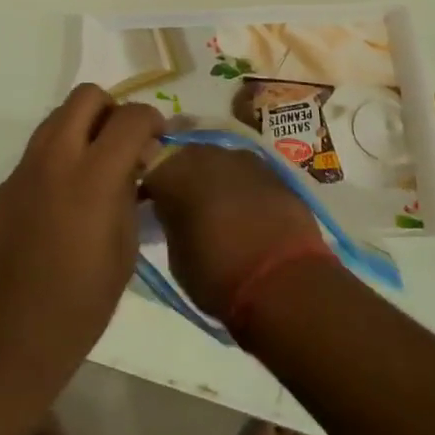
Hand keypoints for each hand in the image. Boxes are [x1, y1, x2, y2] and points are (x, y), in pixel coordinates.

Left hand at [0, 85, 164, 391]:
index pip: (130, 117)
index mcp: (92, 175)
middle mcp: (55, 157)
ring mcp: (25, 168)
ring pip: (58, 115)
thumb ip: (129, 193)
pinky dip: (60, 153)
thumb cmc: (81, 304)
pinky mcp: (6, 184)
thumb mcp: (125, 249)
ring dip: (84, 126)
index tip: (157, 140)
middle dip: (112, 110)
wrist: (10, 338)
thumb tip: (133, 164)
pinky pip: (39, 148)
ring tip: (97, 167)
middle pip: (86, 96)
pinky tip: (67, 197)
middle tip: (124, 144)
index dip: (150, 120)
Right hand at [143, 145, 326, 321]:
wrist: (284, 281)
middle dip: (182, 176)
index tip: (151, 206)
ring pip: (217, 160)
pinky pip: (245, 171)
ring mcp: (241, 157)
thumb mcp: (177, 257)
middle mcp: (205, 154)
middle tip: (184, 205)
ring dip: (213, 177)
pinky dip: (240, 185)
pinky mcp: (272, 169)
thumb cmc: (219, 275)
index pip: (150, 170)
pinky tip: (245, 208)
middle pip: (184, 157)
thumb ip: (171, 222)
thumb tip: (173, 213)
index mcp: (173, 172)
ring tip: (217, 206)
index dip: (150, 189)